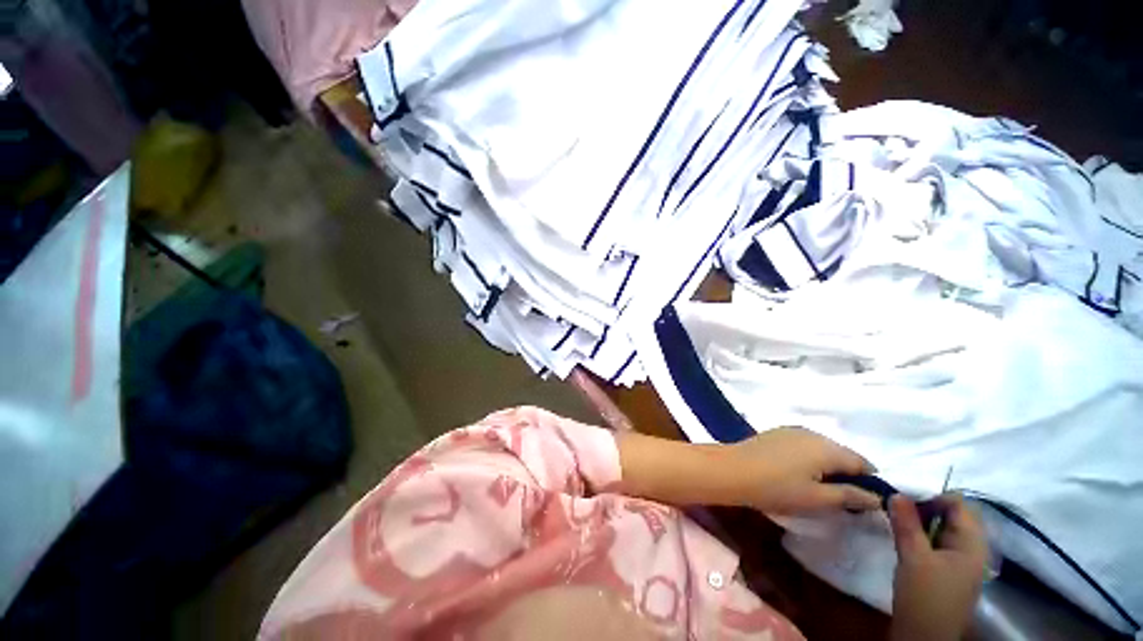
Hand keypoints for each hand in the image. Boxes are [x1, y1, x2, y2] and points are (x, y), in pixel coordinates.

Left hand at [719, 427, 881, 513]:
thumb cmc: (776, 488)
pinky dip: (811, 458)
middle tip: (842, 499)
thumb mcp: (817, 499)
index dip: (869, 483)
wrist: (733, 470)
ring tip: (820, 488)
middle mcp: (814, 433)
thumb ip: (850, 497)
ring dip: (829, 466)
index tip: (866, 502)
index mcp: (828, 448)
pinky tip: (800, 473)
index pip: (863, 463)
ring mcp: (793, 430)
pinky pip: (806, 445)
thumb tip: (878, 498)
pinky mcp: (778, 433)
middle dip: (848, 474)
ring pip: (824, 449)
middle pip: (843, 454)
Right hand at [889, 494, 987, 640]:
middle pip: (952, 515)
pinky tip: (903, 535)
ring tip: (895, 516)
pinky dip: (922, 533)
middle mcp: (972, 549)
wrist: (923, 637)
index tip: (903, 494)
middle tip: (896, 503)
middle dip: (925, 506)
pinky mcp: (948, 570)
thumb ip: (907, 524)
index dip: (932, 495)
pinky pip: (938, 541)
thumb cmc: (924, 596)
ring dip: (921, 519)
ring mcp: (961, 561)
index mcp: (972, 544)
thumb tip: (897, 492)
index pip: (959, 505)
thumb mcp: (913, 558)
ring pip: (943, 528)